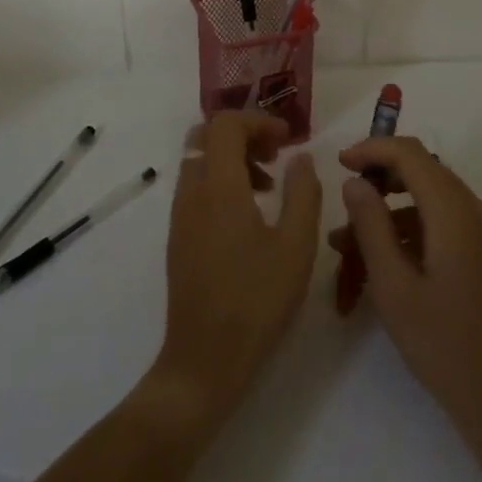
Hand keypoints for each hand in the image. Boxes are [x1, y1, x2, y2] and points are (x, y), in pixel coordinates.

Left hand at [150, 112, 321, 425]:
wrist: (204, 361)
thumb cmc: (256, 301)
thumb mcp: (296, 246)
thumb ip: (303, 192)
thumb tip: (300, 157)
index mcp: (219, 187)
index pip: (226, 124)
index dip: (258, 120)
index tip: (288, 139)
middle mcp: (192, 192)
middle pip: (206, 135)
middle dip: (243, 134)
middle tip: (276, 154)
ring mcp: (180, 216)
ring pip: (199, 161)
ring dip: (232, 158)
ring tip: (269, 187)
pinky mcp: (178, 237)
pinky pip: (195, 187)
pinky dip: (220, 182)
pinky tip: (249, 216)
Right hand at [329, 135, 481, 442]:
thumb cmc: (442, 344)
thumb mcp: (393, 286)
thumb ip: (371, 226)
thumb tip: (354, 182)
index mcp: (453, 211)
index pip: (410, 153)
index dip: (372, 149)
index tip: (339, 164)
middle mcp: (473, 210)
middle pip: (422, 170)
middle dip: (379, 178)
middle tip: (344, 199)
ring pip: (430, 197)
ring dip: (390, 208)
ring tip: (349, 243)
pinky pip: (442, 220)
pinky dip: (410, 227)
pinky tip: (383, 259)